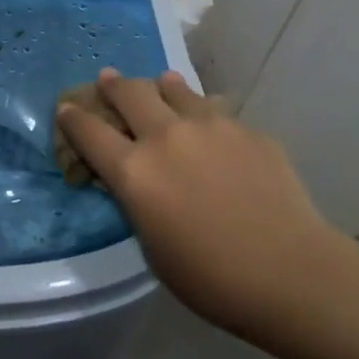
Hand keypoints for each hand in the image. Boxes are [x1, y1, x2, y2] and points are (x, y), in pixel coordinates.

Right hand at [56, 68, 350, 338]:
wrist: (293, 274)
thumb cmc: (211, 278)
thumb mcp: (152, 246)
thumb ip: (137, 202)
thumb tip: (133, 178)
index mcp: (134, 171)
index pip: (88, 131)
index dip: (72, 118)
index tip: (66, 109)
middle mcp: (166, 137)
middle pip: (129, 93)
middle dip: (112, 85)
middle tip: (108, 80)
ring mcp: (210, 127)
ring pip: (175, 89)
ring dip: (161, 87)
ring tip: (162, 86)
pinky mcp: (247, 130)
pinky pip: (217, 112)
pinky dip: (205, 115)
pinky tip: (215, 132)